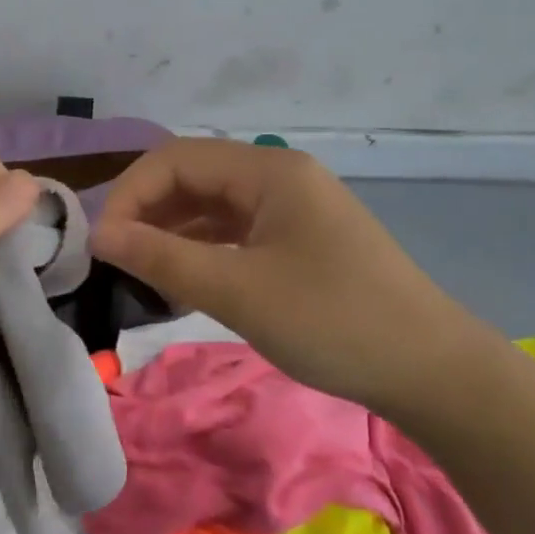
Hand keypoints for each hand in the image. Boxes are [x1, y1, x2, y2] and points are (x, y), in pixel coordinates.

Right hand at [90, 138, 493, 410]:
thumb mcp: (237, 290)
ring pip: (212, 205)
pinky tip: (182, 279)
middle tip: (115, 256)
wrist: (433, 373)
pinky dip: (202, 249)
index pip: (176, 160)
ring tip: (140, 270)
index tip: (102, 242)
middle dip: (148, 211)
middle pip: (193, 177)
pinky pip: (235, 231)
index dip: (130, 193)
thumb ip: (162, 258)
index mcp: (269, 172)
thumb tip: (100, 235)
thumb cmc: (332, 321)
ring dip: (172, 231)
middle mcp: (279, 177)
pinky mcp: (300, 240)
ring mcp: (293, 209)